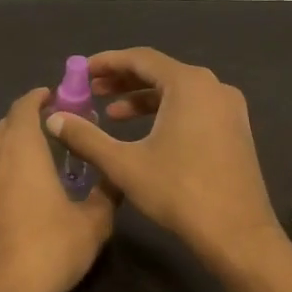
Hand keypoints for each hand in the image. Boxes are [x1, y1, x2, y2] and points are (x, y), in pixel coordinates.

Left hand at [0, 89, 116, 291]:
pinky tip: (28, 190)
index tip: (61, 97)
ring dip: (18, 143)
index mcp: (21, 150)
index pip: (24, 106)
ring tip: (47, 156)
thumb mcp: (93, 222)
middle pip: (8, 124)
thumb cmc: (49, 250)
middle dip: (31, 119)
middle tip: (61, 127)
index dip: (41, 97)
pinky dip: (8, 167)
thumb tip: (118, 177)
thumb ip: (106, 192)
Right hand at [44, 48, 283, 273]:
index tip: (82, 71)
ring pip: (178, 92)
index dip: (107, 62)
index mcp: (189, 84)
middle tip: (92, 91)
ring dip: (144, 99)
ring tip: (112, 114)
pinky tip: (146, 134)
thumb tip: (53, 118)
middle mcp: (214, 87)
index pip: (141, 58)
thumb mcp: (124, 164)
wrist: (237, 233)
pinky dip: (166, 113)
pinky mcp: (235, 130)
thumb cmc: (179, 192)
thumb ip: (86, 137)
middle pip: (161, 72)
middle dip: (123, 81)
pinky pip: (194, 108)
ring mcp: (229, 109)